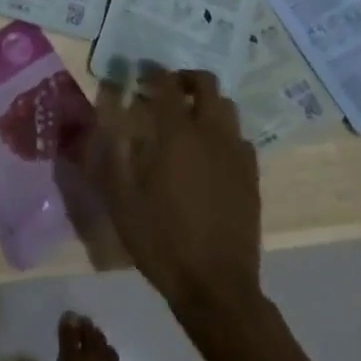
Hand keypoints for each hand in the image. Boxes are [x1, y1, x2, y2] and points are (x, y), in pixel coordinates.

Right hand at [89, 69, 262, 312]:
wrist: (216, 288)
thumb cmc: (162, 241)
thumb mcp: (121, 200)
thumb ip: (112, 153)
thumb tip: (108, 120)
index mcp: (177, 134)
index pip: (166, 84)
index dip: (152, 72)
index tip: (139, 73)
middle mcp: (210, 133)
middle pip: (207, 84)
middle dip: (185, 78)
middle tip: (166, 90)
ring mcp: (236, 154)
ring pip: (227, 107)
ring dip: (207, 103)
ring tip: (188, 119)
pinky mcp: (252, 176)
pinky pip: (240, 138)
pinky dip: (223, 133)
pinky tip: (210, 153)